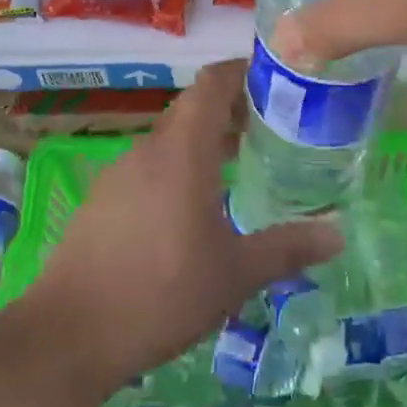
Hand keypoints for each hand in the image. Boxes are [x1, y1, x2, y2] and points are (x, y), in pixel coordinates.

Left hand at [25, 62, 342, 396]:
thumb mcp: (235, 275)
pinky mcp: (102, 199)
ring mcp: (119, 172)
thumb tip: (337, 235)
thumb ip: (287, 249)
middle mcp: (149, 149)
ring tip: (239, 166)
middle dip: (230, 110)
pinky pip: (149, 166)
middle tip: (271, 127)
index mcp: (183, 150)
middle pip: (193, 109)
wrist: (69, 335)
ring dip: (203, 142)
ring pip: (170, 139)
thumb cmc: (162, 293)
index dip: (242, 71)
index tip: (275, 79)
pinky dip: (177, 168)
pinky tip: (192, 209)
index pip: (212, 83)